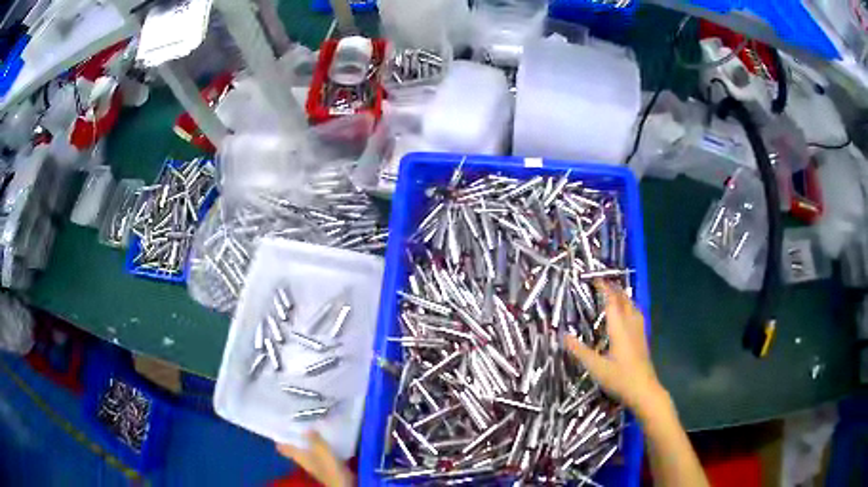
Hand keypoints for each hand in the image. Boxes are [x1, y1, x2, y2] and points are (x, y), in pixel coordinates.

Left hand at [276, 431, 353, 486]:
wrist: (341, 481)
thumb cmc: (328, 465)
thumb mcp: (321, 450)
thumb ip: (314, 439)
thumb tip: (306, 428)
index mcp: (298, 456)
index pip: (283, 448)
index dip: (280, 438)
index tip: (279, 428)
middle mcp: (302, 459)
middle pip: (293, 448)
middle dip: (293, 437)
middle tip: (294, 424)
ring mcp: (312, 462)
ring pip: (304, 449)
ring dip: (306, 441)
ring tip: (309, 428)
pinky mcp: (322, 464)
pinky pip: (315, 452)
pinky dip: (316, 446)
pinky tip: (322, 440)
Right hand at [564, 280, 665, 414]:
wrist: (644, 391)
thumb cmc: (620, 379)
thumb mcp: (596, 367)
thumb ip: (580, 351)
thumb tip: (564, 335)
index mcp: (619, 328)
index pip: (612, 302)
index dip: (604, 288)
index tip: (595, 279)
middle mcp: (631, 325)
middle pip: (625, 300)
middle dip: (614, 289)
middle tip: (603, 283)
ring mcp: (639, 332)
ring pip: (633, 306)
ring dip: (623, 297)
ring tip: (615, 293)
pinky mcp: (642, 339)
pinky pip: (636, 314)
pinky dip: (629, 307)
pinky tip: (628, 314)